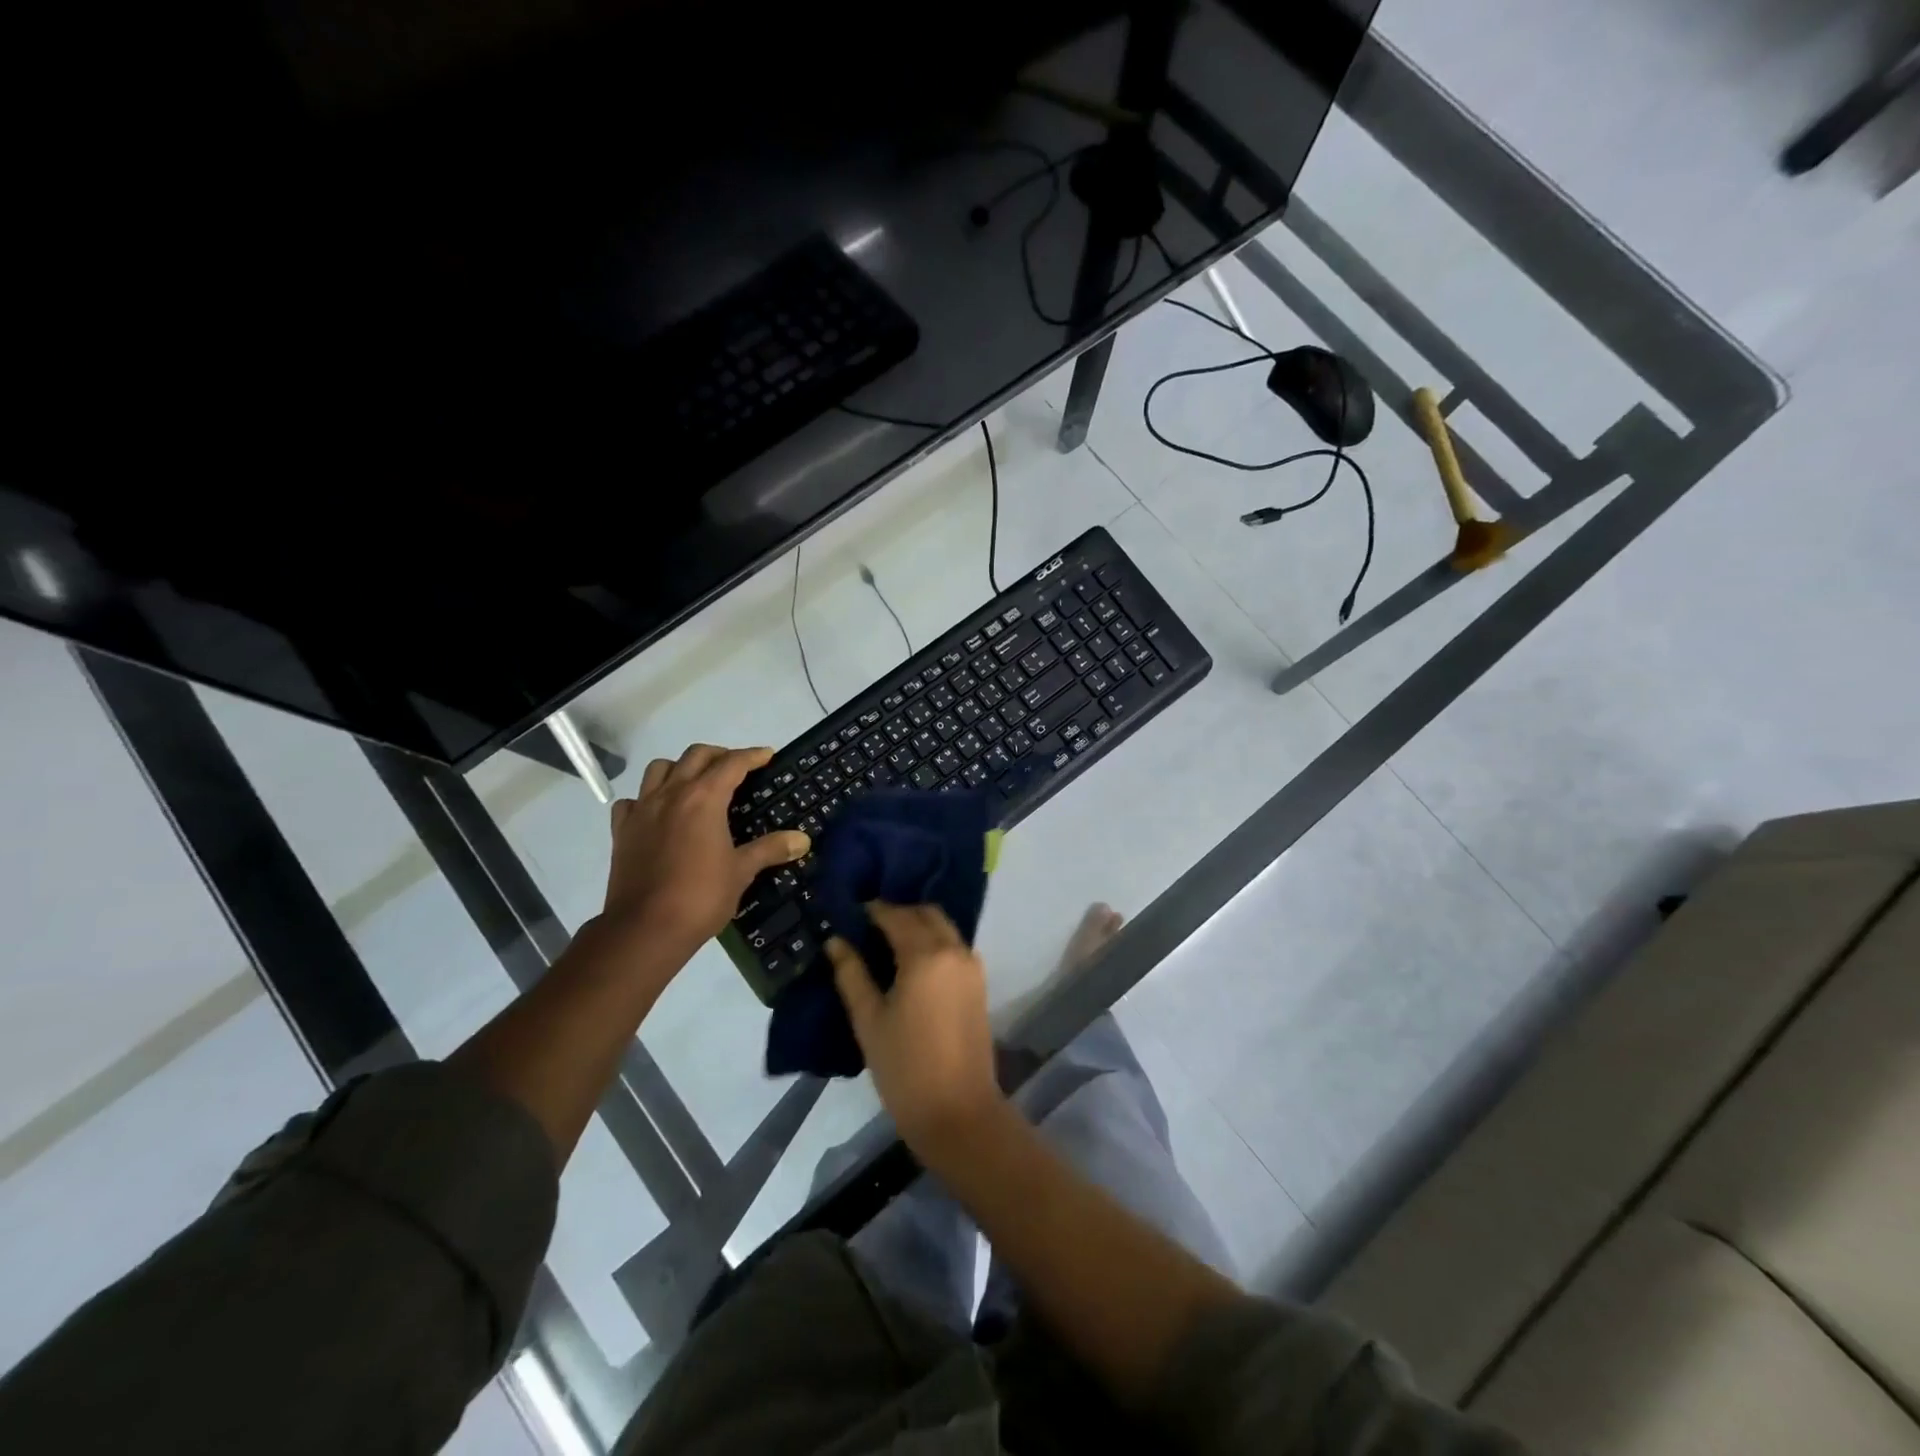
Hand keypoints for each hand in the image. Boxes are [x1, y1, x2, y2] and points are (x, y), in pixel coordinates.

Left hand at [601, 744, 809, 958]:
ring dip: (680, 768)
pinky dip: (647, 798)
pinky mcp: (622, 831)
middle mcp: (671, 794)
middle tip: (736, 768)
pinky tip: (658, 813)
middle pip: (696, 755)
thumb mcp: (742, 871)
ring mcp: (642, 810)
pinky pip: (632, 800)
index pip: (732, 763)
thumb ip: (771, 849)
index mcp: (703, 798)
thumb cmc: (701, 896)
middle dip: (719, 755)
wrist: (645, 929)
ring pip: (659, 769)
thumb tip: (802, 839)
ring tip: (695, 784)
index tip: (767, 755)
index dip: (752, 756)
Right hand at [826, 903, 1003, 1155]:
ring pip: (944, 927)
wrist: (958, 1111)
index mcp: (925, 954)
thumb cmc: (904, 1067)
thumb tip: (836, 941)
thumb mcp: (868, 1020)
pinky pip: (955, 946)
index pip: (896, 916)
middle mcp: (954, 950)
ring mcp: (972, 966)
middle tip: (870, 927)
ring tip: (889, 943)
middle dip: (899, 912)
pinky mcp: (980, 984)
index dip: (873, 910)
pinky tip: (914, 961)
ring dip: (919, 925)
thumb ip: (851, 974)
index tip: (851, 913)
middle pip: (926, 914)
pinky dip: (936, 941)